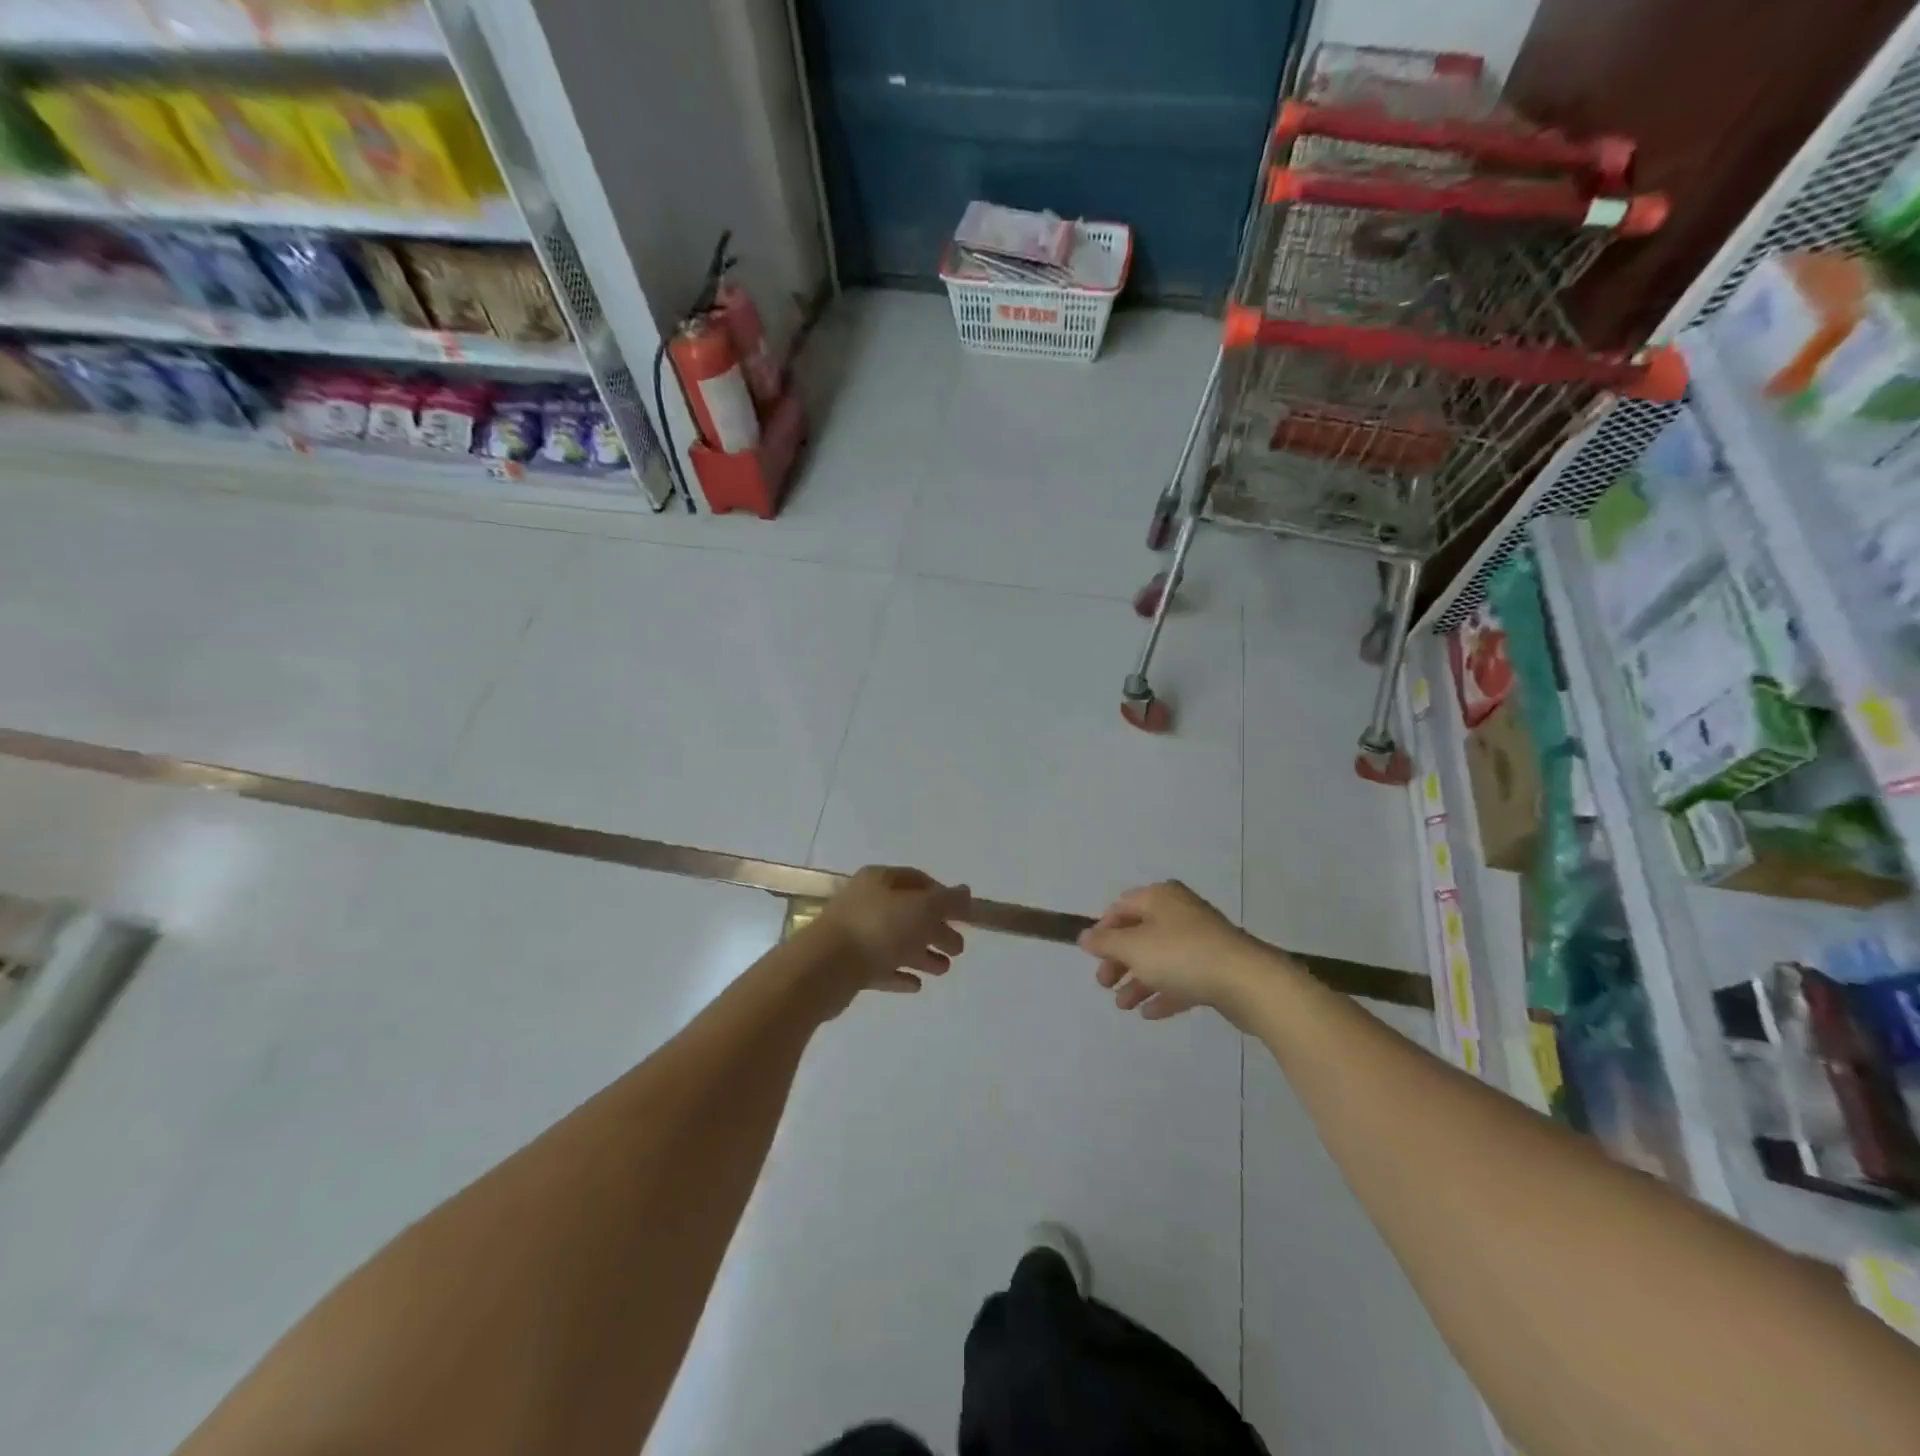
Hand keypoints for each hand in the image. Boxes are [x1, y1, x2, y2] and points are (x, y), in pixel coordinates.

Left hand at [804, 866, 970, 1015]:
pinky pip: (881, 966)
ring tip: (944, 970)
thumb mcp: (922, 908)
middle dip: (936, 929)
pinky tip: (916, 985)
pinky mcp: (849, 965)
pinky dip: (900, 973)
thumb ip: (948, 901)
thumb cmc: (878, 928)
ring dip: (922, 954)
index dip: (942, 895)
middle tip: (958, 948)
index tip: (962, 915)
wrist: (824, 967)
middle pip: (909, 913)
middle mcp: (867, 902)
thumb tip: (966, 892)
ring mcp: (856, 934)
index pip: (918, 880)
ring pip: (896, 941)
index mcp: (880, 880)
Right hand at [1078, 881, 1265, 1023]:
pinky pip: (1182, 977)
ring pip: (1160, 958)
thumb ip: (1105, 942)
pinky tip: (1149, 1013)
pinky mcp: (1216, 968)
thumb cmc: (1181, 955)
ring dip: (1138, 980)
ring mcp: (1201, 940)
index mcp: (1160, 897)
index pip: (1121, 907)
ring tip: (1123, 1006)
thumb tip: (1084, 936)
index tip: (1091, 956)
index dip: (1102, 930)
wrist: (1247, 982)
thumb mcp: (1133, 947)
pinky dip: (1163, 992)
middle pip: (1140, 933)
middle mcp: (1180, 912)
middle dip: (1119, 960)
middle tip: (1104, 984)